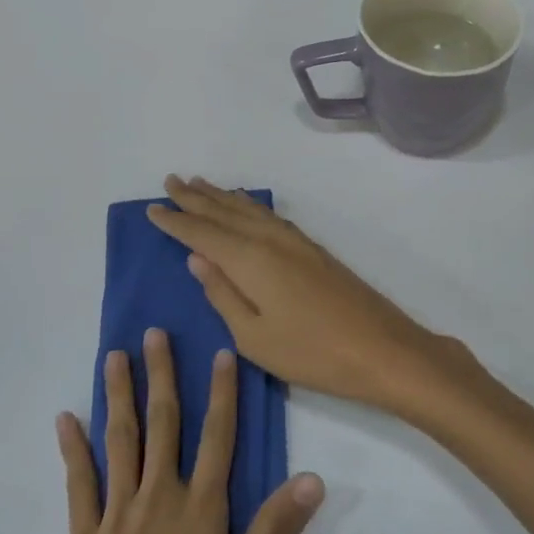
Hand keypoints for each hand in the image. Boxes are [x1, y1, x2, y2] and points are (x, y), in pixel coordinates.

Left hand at [30, 330, 324, 533]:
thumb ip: (274, 531)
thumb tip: (313, 477)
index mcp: (200, 509)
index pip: (217, 438)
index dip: (222, 393)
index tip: (220, 352)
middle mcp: (158, 497)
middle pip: (164, 424)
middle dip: (162, 376)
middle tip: (155, 333)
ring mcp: (116, 514)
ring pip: (120, 439)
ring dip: (119, 395)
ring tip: (115, 355)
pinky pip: (79, 482)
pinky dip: (73, 448)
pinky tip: (66, 419)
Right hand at [146, 176, 478, 417]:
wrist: (381, 348)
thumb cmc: (312, 352)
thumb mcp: (254, 336)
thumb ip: (222, 294)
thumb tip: (197, 258)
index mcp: (250, 259)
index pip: (202, 233)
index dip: (176, 221)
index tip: (152, 208)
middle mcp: (270, 239)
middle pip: (225, 211)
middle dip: (195, 197)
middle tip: (170, 181)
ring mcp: (295, 241)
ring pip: (249, 209)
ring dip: (222, 195)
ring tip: (199, 183)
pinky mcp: (312, 249)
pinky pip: (268, 215)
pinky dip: (249, 205)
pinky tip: (245, 205)